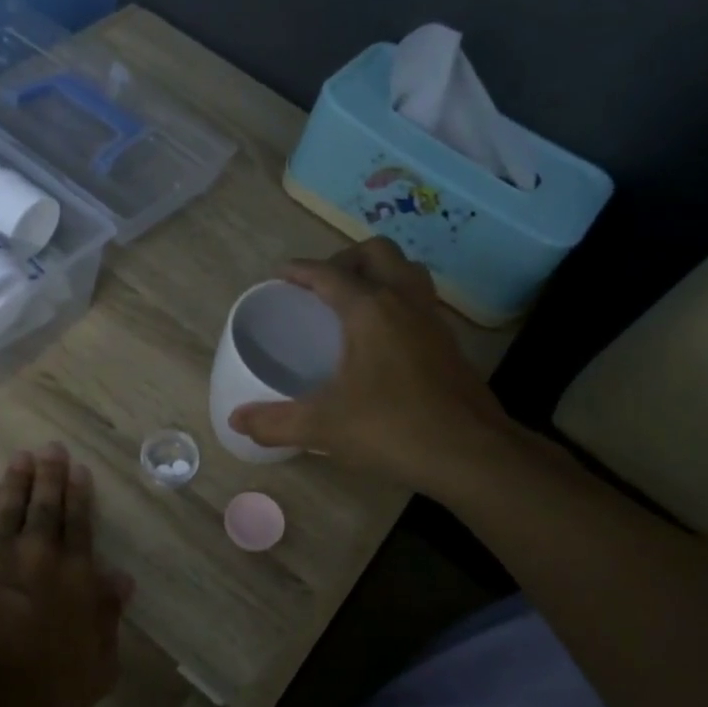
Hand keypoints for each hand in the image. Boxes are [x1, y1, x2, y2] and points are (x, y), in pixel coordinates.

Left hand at [0, 444, 130, 706]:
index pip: (80, 524)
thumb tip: (120, 578)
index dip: (80, 495)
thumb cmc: (45, 694)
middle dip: (50, 475)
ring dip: (17, 481)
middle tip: (50, 448)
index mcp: (76, 575)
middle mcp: (39, 554)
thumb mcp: (98, 665)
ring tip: (20, 458)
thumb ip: (107, 616)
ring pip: (9, 507)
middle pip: (46, 506)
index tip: (79, 470)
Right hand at [228, 239, 511, 491]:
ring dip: (379, 273)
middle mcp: (404, 302)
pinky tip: (382, 338)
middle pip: (377, 252)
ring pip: (407, 271)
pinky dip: (397, 301)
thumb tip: (236, 421)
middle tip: (322, 287)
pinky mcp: (449, 344)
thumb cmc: (392, 428)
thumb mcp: (324, 426)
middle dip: (345, 258)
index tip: (280, 275)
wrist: (471, 454)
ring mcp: (432, 321)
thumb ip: (276, 422)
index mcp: (370, 310)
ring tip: (353, 302)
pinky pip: (420, 301)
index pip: (329, 273)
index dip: (301, 270)